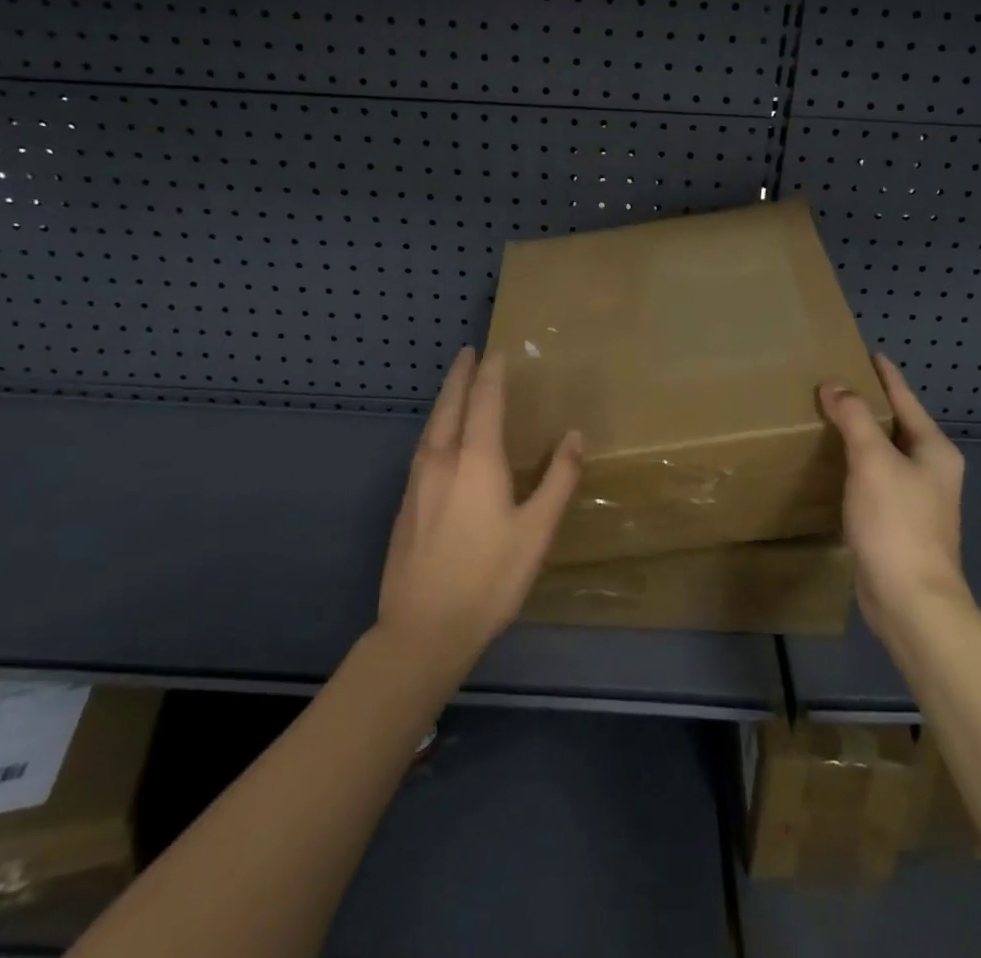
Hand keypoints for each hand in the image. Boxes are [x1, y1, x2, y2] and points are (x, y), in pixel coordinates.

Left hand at [378, 347, 581, 672]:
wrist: (423, 629)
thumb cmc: (489, 578)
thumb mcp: (537, 530)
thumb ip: (558, 480)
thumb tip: (574, 436)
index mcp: (476, 460)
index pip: (484, 401)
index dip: (491, 373)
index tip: (497, 351)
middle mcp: (442, 459)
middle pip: (450, 405)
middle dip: (460, 376)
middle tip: (468, 352)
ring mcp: (418, 482)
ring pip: (431, 425)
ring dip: (445, 399)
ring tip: (455, 386)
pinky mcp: (406, 504)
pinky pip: (423, 447)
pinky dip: (435, 426)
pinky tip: (440, 439)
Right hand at [819, 354, 973, 644]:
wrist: (911, 602)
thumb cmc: (897, 523)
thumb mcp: (873, 461)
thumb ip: (854, 418)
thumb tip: (835, 385)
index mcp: (934, 450)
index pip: (905, 399)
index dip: (885, 375)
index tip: (866, 352)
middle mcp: (931, 470)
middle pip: (896, 425)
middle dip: (868, 404)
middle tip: (833, 383)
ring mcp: (916, 499)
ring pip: (883, 454)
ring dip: (859, 436)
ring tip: (826, 417)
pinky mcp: (897, 523)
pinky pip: (874, 480)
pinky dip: (854, 466)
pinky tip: (831, 465)